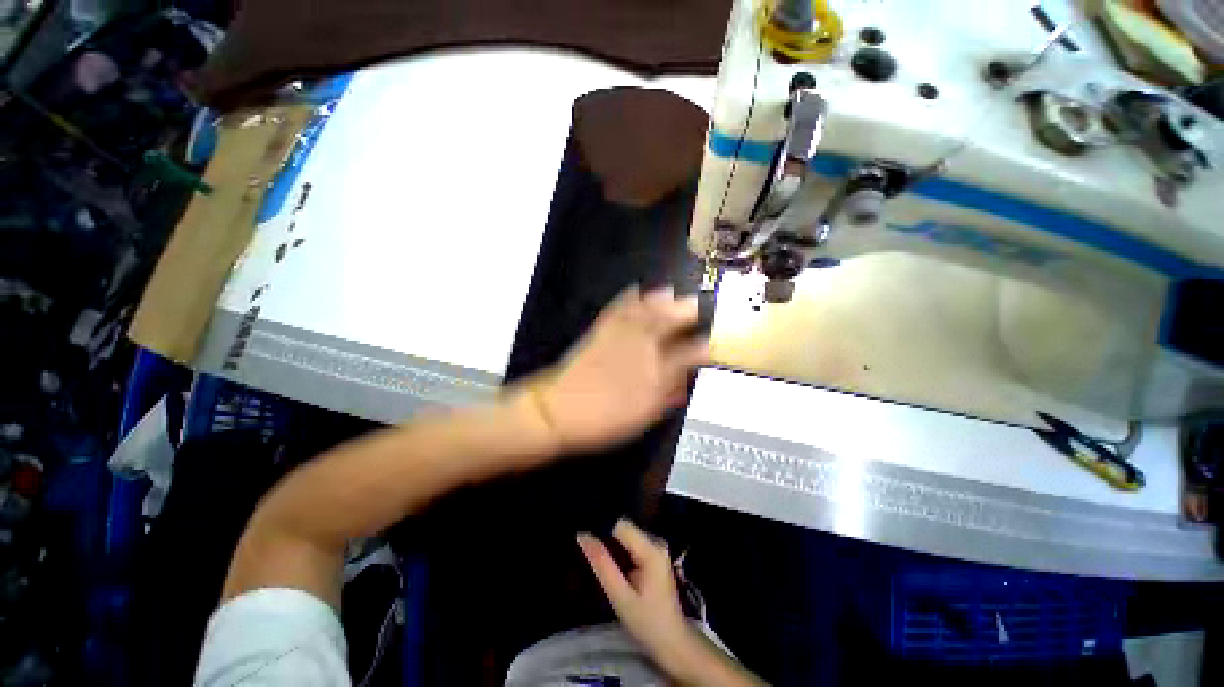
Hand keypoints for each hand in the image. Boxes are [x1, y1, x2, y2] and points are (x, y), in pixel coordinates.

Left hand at [533, 286, 708, 451]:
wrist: (560, 411)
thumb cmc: (605, 418)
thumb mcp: (644, 414)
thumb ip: (668, 395)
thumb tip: (685, 380)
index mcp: (655, 371)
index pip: (689, 353)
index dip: (705, 346)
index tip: (716, 341)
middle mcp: (641, 348)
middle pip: (669, 323)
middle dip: (687, 312)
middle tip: (698, 304)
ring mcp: (619, 336)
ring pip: (645, 311)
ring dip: (661, 301)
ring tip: (672, 292)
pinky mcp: (600, 332)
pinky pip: (617, 309)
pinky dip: (628, 298)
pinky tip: (636, 290)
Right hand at [577, 519, 695, 670]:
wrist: (673, 642)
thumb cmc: (647, 623)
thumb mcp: (620, 596)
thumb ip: (602, 564)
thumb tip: (582, 535)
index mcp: (651, 549)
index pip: (620, 524)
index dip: (600, 526)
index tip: (582, 534)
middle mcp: (656, 541)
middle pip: (623, 527)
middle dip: (603, 533)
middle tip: (583, 545)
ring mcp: (657, 546)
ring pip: (626, 533)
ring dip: (609, 541)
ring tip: (591, 550)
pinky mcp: (654, 554)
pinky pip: (631, 542)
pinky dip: (618, 548)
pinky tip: (606, 559)